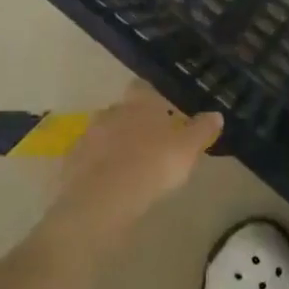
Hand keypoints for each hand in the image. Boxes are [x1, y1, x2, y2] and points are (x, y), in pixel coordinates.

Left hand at [45, 80, 222, 248]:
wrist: (103, 200)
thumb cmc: (153, 165)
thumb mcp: (187, 149)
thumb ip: (201, 130)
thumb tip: (216, 114)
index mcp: (139, 103)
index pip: (143, 88)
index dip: (153, 97)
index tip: (163, 111)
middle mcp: (111, 111)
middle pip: (124, 110)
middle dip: (134, 122)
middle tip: (151, 143)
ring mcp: (88, 135)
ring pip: (105, 134)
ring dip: (115, 144)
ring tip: (131, 166)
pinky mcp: (72, 161)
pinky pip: (89, 158)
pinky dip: (99, 166)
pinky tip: (110, 184)